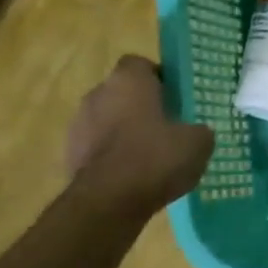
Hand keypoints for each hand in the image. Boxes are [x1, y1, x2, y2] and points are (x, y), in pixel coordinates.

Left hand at [66, 56, 213, 209]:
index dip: (158, 78)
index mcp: (129, 81)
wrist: (108, 202)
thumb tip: (197, 133)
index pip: (140, 64)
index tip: (174, 97)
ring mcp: (78, 125)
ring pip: (107, 120)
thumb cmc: (156, 158)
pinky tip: (133, 177)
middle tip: (167, 127)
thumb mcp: (198, 143)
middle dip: (141, 106)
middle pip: (122, 92)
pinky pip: (98, 148)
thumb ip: (199, 130)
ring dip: (124, 132)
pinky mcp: (69, 155)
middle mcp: (98, 94)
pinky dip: (113, 157)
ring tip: (151, 157)